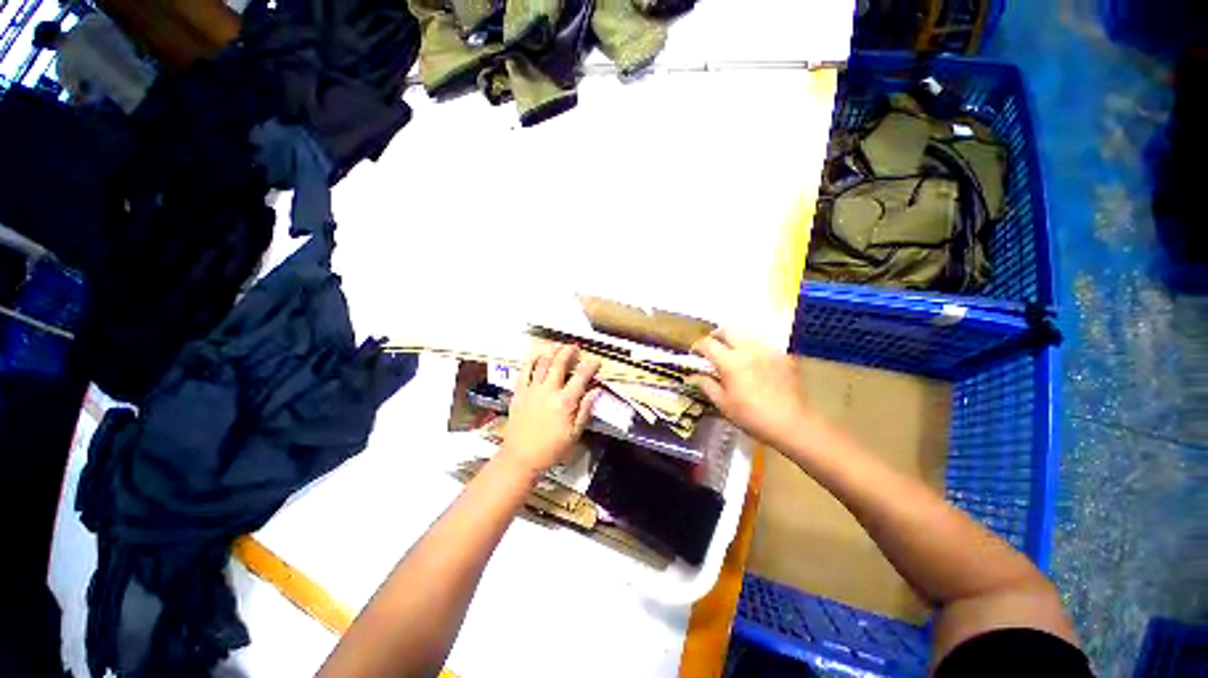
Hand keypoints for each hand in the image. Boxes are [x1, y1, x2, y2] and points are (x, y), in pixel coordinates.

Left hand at [499, 344, 601, 475]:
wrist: (521, 457)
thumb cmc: (551, 448)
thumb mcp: (575, 433)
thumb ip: (585, 410)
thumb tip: (596, 391)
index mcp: (565, 402)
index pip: (581, 377)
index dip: (590, 365)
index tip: (596, 360)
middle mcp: (548, 391)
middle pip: (560, 363)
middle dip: (569, 351)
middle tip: (575, 347)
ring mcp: (532, 390)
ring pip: (542, 363)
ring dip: (551, 351)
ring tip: (558, 346)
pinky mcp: (519, 392)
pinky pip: (525, 371)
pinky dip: (531, 360)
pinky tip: (537, 355)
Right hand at [688, 329, 814, 447]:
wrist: (792, 424)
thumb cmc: (751, 416)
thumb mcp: (723, 404)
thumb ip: (706, 385)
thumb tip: (693, 376)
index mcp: (730, 362)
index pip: (708, 344)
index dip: (698, 346)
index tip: (695, 354)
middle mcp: (748, 349)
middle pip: (727, 330)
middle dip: (716, 336)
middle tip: (713, 348)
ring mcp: (768, 351)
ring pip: (746, 335)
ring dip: (735, 341)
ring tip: (733, 355)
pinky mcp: (783, 356)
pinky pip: (764, 345)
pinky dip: (754, 350)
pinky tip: (755, 364)